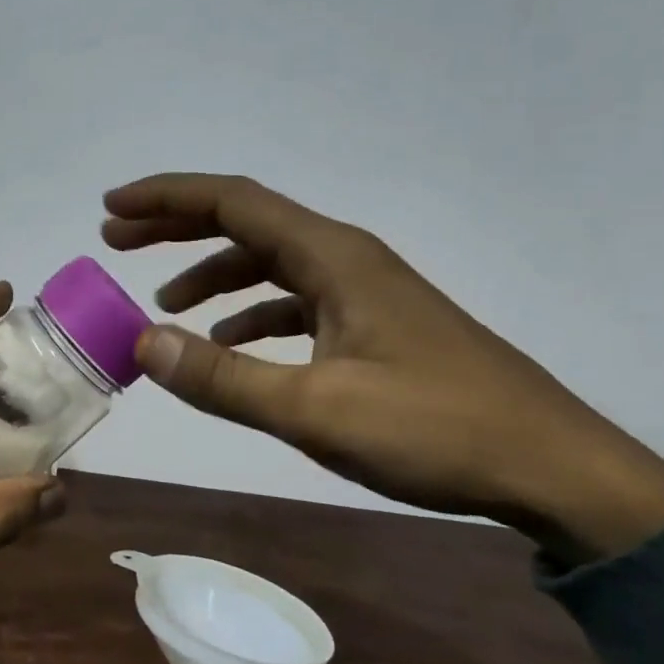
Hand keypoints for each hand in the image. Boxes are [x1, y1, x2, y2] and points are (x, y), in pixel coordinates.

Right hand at [101, 174, 663, 563]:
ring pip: (268, 262)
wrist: (550, 466)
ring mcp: (362, 290)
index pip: (232, 201)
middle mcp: (344, 257)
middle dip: (176, 227)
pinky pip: (294, 301)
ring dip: (211, 273)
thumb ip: (224, 380)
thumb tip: (143, 344)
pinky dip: (250, 314)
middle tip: (117, 240)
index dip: (166, 198)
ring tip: (163, 304)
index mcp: (331, 256)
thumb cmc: (435, 430)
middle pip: (245, 221)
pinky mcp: (372, 324)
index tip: (112, 208)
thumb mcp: (316, 412)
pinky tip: (230, 348)